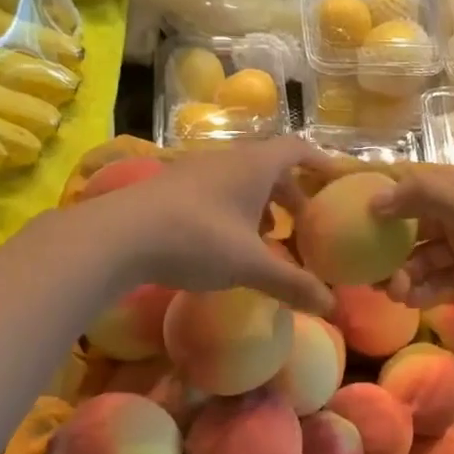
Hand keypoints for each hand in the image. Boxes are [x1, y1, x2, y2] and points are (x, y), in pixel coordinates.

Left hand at [81, 141, 334, 313]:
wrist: (119, 235)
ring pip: (240, 180)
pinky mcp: (170, 186)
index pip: (297, 149)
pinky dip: (232, 210)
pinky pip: (215, 190)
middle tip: (300, 224)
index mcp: (254, 165)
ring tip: (265, 237)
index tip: (334, 181)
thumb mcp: (250, 265)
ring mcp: (195, 170)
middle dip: (289, 194)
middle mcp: (227, 159)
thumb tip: (331, 304)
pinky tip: (224, 242)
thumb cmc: (197, 239)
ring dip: (259, 204)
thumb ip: (292, 283)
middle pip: (269, 167)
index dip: (320, 162)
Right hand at [372, 169, 453, 313]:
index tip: (345, 226)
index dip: (376, 206)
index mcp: (453, 190)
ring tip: (392, 293)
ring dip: (406, 275)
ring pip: (425, 260)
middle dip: (387, 251)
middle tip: (366, 275)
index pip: (404, 192)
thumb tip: (372, 202)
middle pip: (410, 231)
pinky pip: (444, 281)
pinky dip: (427, 290)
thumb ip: (422, 197)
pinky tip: (412, 302)